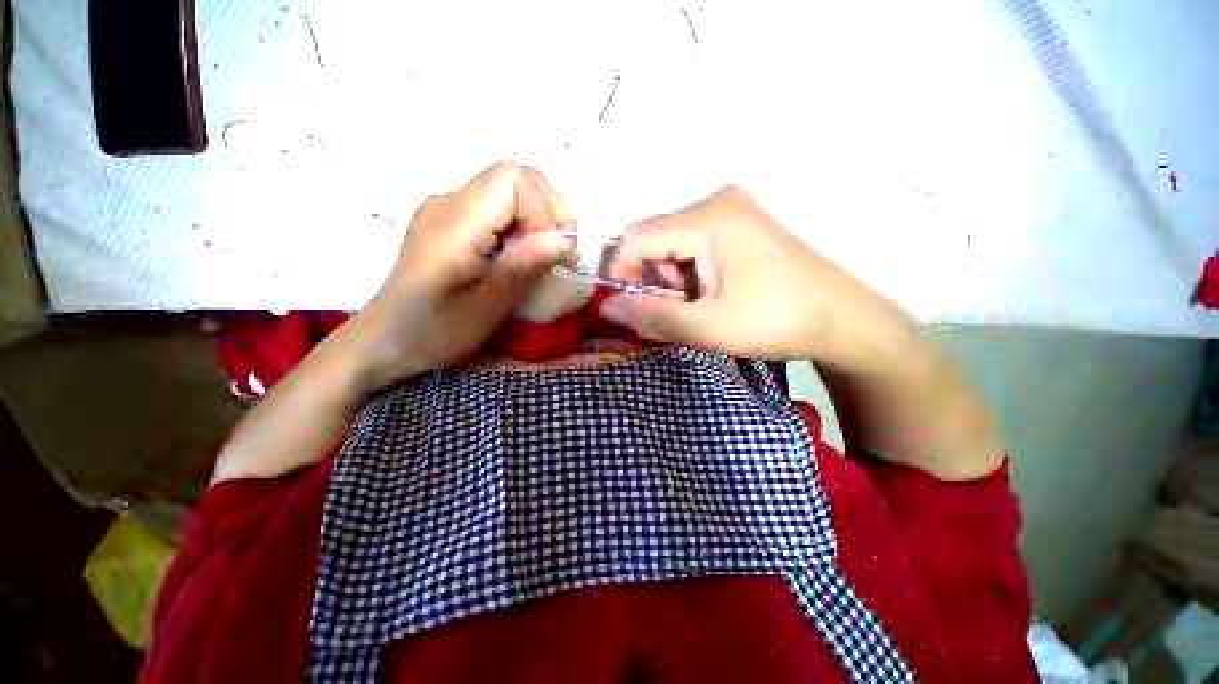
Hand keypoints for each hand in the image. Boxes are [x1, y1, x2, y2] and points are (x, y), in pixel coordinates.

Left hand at [350, 162, 573, 390]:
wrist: (384, 341)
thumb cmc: (431, 333)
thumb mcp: (483, 311)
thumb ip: (522, 270)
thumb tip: (563, 241)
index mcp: (454, 223)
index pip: (512, 180)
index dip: (544, 211)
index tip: (552, 254)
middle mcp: (449, 203)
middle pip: (515, 178)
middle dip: (549, 212)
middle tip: (558, 255)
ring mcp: (449, 209)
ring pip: (511, 191)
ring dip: (539, 221)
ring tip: (542, 259)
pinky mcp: (453, 222)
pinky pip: (499, 209)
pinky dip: (523, 228)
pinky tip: (520, 258)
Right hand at [601, 186, 916, 369]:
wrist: (843, 319)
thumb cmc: (776, 322)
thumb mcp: (706, 327)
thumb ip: (650, 316)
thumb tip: (606, 308)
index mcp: (709, 219)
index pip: (636, 235)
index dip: (622, 272)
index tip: (630, 307)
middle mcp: (717, 201)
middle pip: (654, 237)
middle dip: (653, 279)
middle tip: (679, 310)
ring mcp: (733, 209)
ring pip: (671, 241)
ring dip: (672, 278)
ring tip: (701, 304)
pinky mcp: (741, 222)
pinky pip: (693, 242)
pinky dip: (689, 271)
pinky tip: (713, 291)